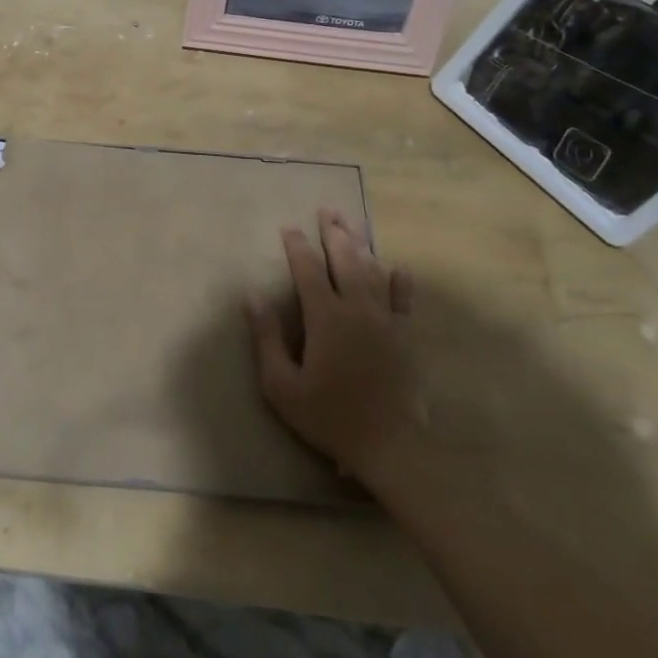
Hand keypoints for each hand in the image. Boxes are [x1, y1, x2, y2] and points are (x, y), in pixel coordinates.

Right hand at [245, 207, 421, 482]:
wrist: (390, 447)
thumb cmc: (329, 416)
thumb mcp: (282, 385)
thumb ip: (267, 338)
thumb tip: (252, 296)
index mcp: (326, 317)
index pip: (309, 270)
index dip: (297, 247)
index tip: (288, 227)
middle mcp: (357, 309)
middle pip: (345, 261)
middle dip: (334, 234)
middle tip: (327, 210)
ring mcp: (386, 321)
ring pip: (373, 273)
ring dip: (361, 246)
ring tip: (352, 224)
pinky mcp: (406, 338)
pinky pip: (404, 302)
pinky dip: (400, 282)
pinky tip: (398, 267)